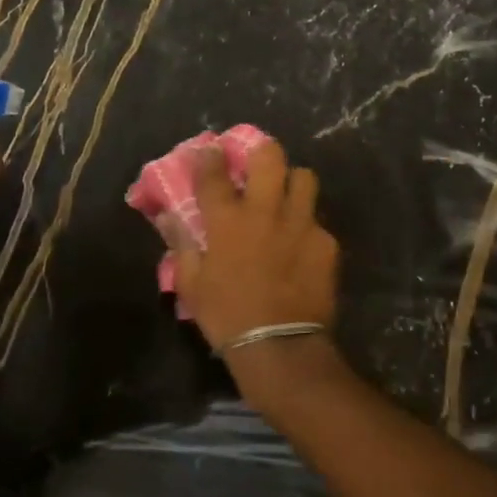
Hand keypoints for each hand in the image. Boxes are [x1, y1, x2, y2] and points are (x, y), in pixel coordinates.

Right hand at [166, 139, 339, 352]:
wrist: (279, 346)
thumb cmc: (227, 316)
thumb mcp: (191, 284)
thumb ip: (181, 245)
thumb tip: (170, 219)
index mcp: (227, 221)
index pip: (214, 173)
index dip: (210, 157)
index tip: (210, 150)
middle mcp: (265, 212)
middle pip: (270, 157)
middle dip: (261, 151)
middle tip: (256, 162)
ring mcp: (301, 224)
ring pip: (304, 178)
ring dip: (292, 182)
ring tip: (285, 197)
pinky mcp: (326, 244)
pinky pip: (317, 221)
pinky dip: (306, 227)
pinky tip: (301, 246)